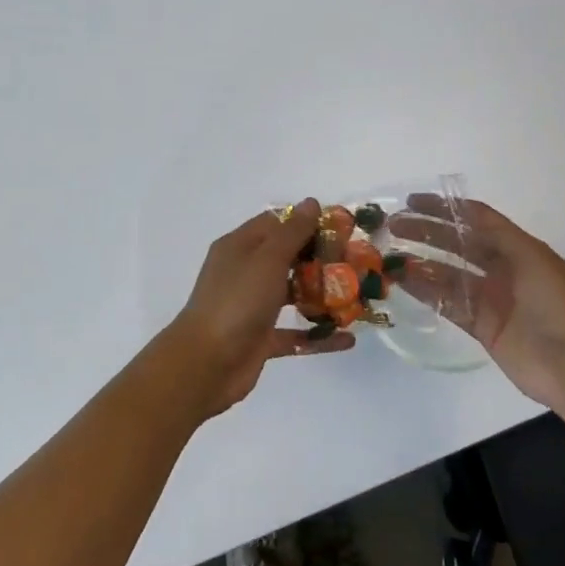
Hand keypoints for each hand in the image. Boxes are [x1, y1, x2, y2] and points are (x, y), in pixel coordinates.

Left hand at [162, 198, 356, 417]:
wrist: (206, 363)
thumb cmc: (237, 301)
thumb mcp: (267, 259)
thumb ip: (292, 232)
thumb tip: (311, 202)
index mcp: (239, 246)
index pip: (275, 223)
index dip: (306, 222)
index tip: (341, 228)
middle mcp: (245, 272)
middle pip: (287, 258)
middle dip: (320, 259)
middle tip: (357, 263)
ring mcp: (252, 307)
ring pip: (291, 295)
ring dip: (321, 296)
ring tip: (358, 297)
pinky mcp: (260, 339)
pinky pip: (294, 335)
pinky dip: (318, 336)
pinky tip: (347, 338)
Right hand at [387, 196, 564, 426]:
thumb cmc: (560, 307)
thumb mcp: (535, 260)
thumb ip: (499, 236)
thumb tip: (465, 214)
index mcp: (520, 250)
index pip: (477, 220)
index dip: (446, 208)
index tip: (412, 202)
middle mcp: (503, 270)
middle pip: (458, 244)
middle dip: (426, 232)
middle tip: (393, 226)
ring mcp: (491, 299)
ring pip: (448, 273)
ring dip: (420, 262)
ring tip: (390, 255)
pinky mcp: (482, 327)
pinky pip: (448, 303)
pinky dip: (425, 292)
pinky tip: (403, 282)